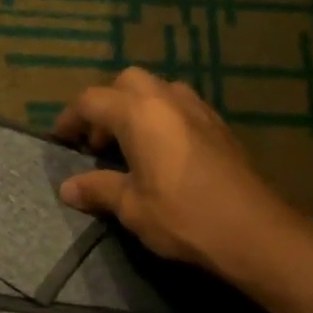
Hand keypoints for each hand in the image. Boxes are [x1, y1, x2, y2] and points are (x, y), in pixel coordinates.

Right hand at [53, 66, 298, 274]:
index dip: (70, 119)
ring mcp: (198, 109)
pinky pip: (181, 107)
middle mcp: (168, 99)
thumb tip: (68, 188)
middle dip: (106, 105)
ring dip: (137, 109)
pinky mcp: (219, 126)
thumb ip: (98, 189)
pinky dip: (162, 119)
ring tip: (130, 147)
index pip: (91, 100)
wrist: (252, 230)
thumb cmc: (182, 216)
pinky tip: (163, 155)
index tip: (60, 141)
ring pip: (158, 90)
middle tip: (98, 143)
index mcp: (139, 112)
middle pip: (126, 83)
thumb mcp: (131, 207)